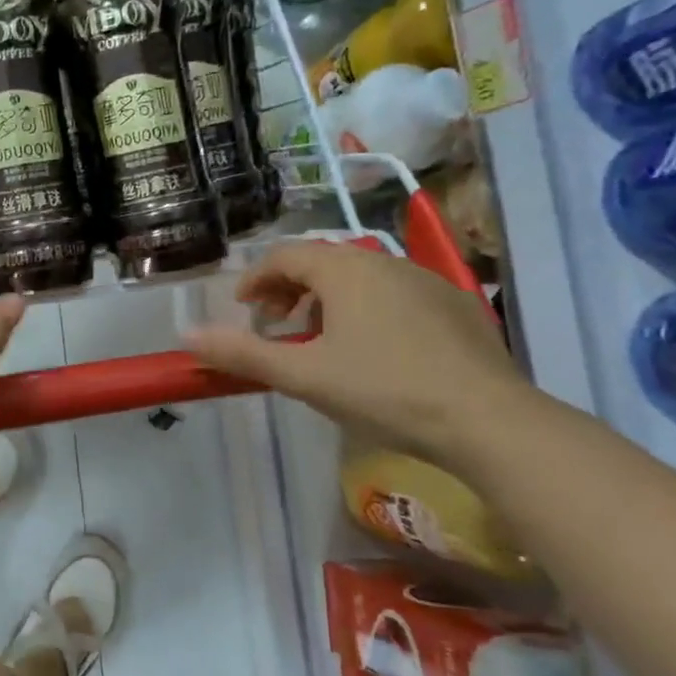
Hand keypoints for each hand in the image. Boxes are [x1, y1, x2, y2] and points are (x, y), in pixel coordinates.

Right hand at [182, 241, 528, 465]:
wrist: (488, 420)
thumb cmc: (383, 390)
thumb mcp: (303, 375)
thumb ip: (242, 353)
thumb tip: (187, 335)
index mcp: (344, 270)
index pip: (285, 255)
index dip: (256, 279)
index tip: (244, 309)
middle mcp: (384, 262)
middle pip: (322, 262)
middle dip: (290, 290)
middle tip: (276, 326)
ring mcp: (426, 281)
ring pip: (360, 277)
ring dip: (327, 301)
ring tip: (320, 342)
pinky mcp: (456, 305)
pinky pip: (395, 294)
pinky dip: (368, 310)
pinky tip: (375, 352)